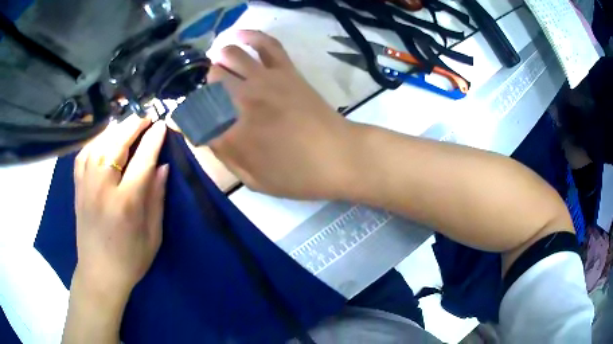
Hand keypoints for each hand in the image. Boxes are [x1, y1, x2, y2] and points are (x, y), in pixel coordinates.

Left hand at [73, 116, 167, 300]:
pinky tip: (103, 140)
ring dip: (115, 130)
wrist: (99, 274)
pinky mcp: (78, 189)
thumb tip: (162, 166)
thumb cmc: (130, 260)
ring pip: (99, 145)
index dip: (154, 140)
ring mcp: (86, 187)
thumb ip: (156, 198)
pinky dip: (95, 142)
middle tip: (147, 118)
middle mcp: (103, 189)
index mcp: (126, 203)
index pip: (142, 160)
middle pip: (117, 145)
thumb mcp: (153, 235)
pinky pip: (84, 155)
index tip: (162, 125)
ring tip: (128, 125)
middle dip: (134, 126)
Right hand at [208, 30, 357, 199]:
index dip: (189, 117)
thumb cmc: (298, 176)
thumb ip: (226, 157)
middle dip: (206, 88)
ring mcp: (265, 80)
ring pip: (230, 55)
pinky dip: (248, 36)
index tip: (194, 122)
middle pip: (210, 80)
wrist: (339, 157)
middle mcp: (242, 100)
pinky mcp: (286, 70)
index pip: (195, 115)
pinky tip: (237, 37)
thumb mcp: (255, 181)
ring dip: (219, 60)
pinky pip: (265, 43)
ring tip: (221, 68)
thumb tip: (206, 135)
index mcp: (232, 134)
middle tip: (214, 98)